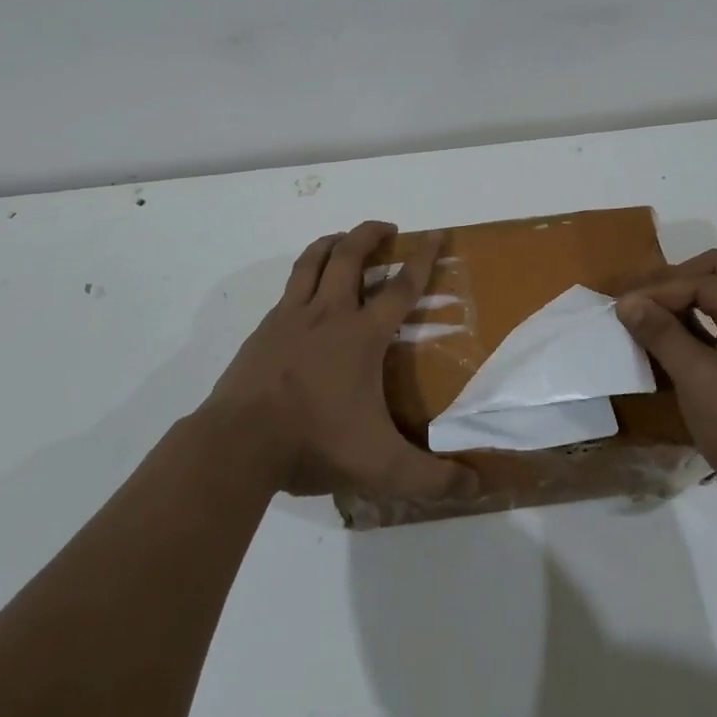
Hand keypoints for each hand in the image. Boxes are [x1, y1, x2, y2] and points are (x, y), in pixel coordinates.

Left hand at [202, 221, 477, 502]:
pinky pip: (288, 289)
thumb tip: (477, 488)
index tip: (435, 234)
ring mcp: (289, 318)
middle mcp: (327, 314)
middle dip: (370, 234)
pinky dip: (302, 277)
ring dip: (331, 242)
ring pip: (312, 262)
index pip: (401, 287)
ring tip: (343, 239)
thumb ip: (431, 479)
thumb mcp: (382, 468)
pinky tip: (304, 295)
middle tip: (387, 228)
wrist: (239, 443)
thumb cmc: (315, 442)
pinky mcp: (262, 331)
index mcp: (361, 336)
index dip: (422, 259)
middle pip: (350, 256)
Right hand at [618, 250, 716, 527]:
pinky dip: (698, 325)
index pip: (703, 281)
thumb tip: (626, 302)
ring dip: (685, 302)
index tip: (621, 306)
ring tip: (649, 319)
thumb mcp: (698, 379)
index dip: (658, 290)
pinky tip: (671, 342)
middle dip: (674, 283)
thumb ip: (661, 334)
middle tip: (639, 303)